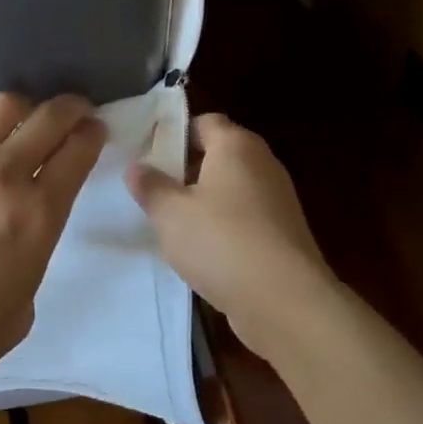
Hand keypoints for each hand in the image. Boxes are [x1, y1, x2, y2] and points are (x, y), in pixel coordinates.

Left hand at [0, 92, 106, 392]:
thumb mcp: (26, 299)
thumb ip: (32, 250)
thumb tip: (20, 228)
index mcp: (40, 213)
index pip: (79, 150)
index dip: (93, 134)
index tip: (94, 131)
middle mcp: (4, 175)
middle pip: (49, 117)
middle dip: (69, 108)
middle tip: (71, 113)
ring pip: (1, 106)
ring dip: (21, 106)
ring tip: (19, 117)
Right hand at [125, 113, 335, 353]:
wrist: (286, 302)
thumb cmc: (222, 242)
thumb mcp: (170, 214)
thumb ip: (150, 186)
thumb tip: (136, 167)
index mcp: (236, 145)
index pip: (204, 121)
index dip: (174, 133)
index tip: (147, 155)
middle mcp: (263, 163)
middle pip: (219, 154)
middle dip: (186, 169)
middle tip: (153, 189)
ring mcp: (278, 199)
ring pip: (232, 188)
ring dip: (204, 201)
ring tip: (172, 223)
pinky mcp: (284, 233)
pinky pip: (246, 217)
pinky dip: (225, 226)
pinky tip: (203, 250)